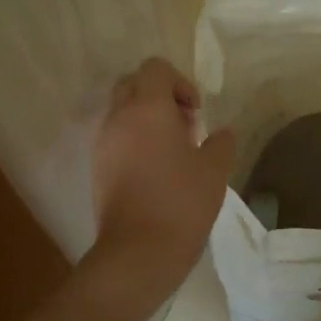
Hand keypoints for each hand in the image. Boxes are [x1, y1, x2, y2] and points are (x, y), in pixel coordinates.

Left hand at [90, 57, 235, 296]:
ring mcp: (103, 143)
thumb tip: (223, 133)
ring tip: (173, 150)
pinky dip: (134, 139)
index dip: (180, 82)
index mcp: (148, 109)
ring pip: (122, 110)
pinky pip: (115, 136)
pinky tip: (156, 170)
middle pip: (134, 84)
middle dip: (160, 95)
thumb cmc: (181, 202)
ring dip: (147, 118)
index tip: (196, 112)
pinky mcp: (98, 167)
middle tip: (184, 125)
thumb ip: (221, 142)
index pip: (155, 68)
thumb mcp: (214, 170)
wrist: (138, 252)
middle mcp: (119, 118)